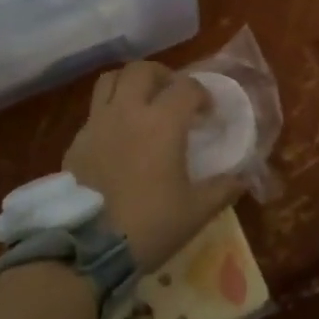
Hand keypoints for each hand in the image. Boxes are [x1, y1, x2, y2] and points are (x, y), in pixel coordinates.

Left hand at [66, 61, 239, 271]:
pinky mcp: (77, 141)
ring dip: (130, 83)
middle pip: (142, 70)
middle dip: (163, 75)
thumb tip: (242, 178)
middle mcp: (128, 111)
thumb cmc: (149, 225)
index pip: (186, 87)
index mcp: (162, 122)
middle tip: (173, 95)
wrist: (87, 249)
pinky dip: (110, 110)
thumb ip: (223, 189)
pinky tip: (119, 135)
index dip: (202, 95)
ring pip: (111, 80)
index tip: (208, 113)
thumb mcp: (196, 211)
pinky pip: (94, 110)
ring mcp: (97, 123)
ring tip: (142, 102)